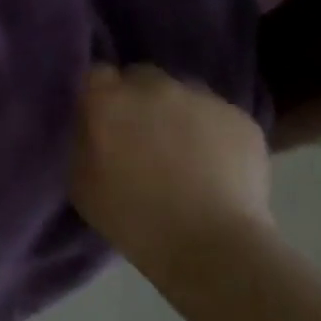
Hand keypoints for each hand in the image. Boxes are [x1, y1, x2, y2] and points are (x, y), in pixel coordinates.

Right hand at [69, 63, 271, 279]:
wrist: (210, 246)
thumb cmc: (131, 218)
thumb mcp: (80, 180)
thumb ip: (82, 138)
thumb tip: (88, 123)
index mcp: (108, 98)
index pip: (97, 74)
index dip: (100, 95)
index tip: (102, 120)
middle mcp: (153, 85)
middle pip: (141, 78)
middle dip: (138, 99)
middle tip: (141, 136)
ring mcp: (201, 98)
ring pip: (183, 94)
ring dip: (177, 113)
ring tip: (183, 153)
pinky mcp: (240, 117)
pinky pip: (218, 116)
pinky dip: (213, 133)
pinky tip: (215, 166)